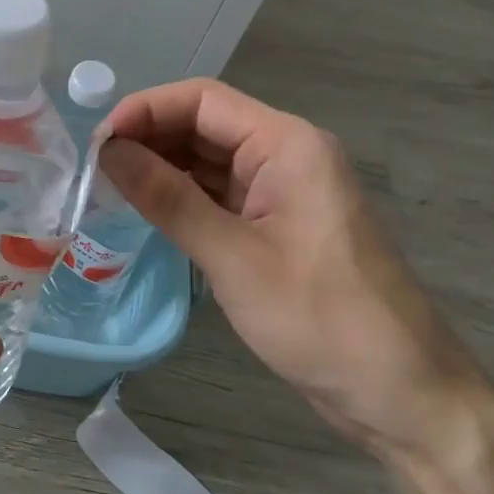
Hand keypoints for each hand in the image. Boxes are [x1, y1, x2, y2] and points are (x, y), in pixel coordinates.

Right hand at [100, 79, 482, 460]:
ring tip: (107, 190)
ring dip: (159, 168)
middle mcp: (286, 155)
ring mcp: (282, 191)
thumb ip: (167, 198)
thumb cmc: (321, 320)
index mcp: (287, 145)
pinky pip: (218, 194)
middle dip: (148, 139)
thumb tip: (108, 151)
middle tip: (94, 171)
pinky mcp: (276, 225)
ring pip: (207, 160)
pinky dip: (180, 197)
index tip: (98, 144)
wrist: (399, 392)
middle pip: (204, 125)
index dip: (145, 110)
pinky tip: (145, 211)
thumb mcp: (233, 257)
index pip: (203, 100)